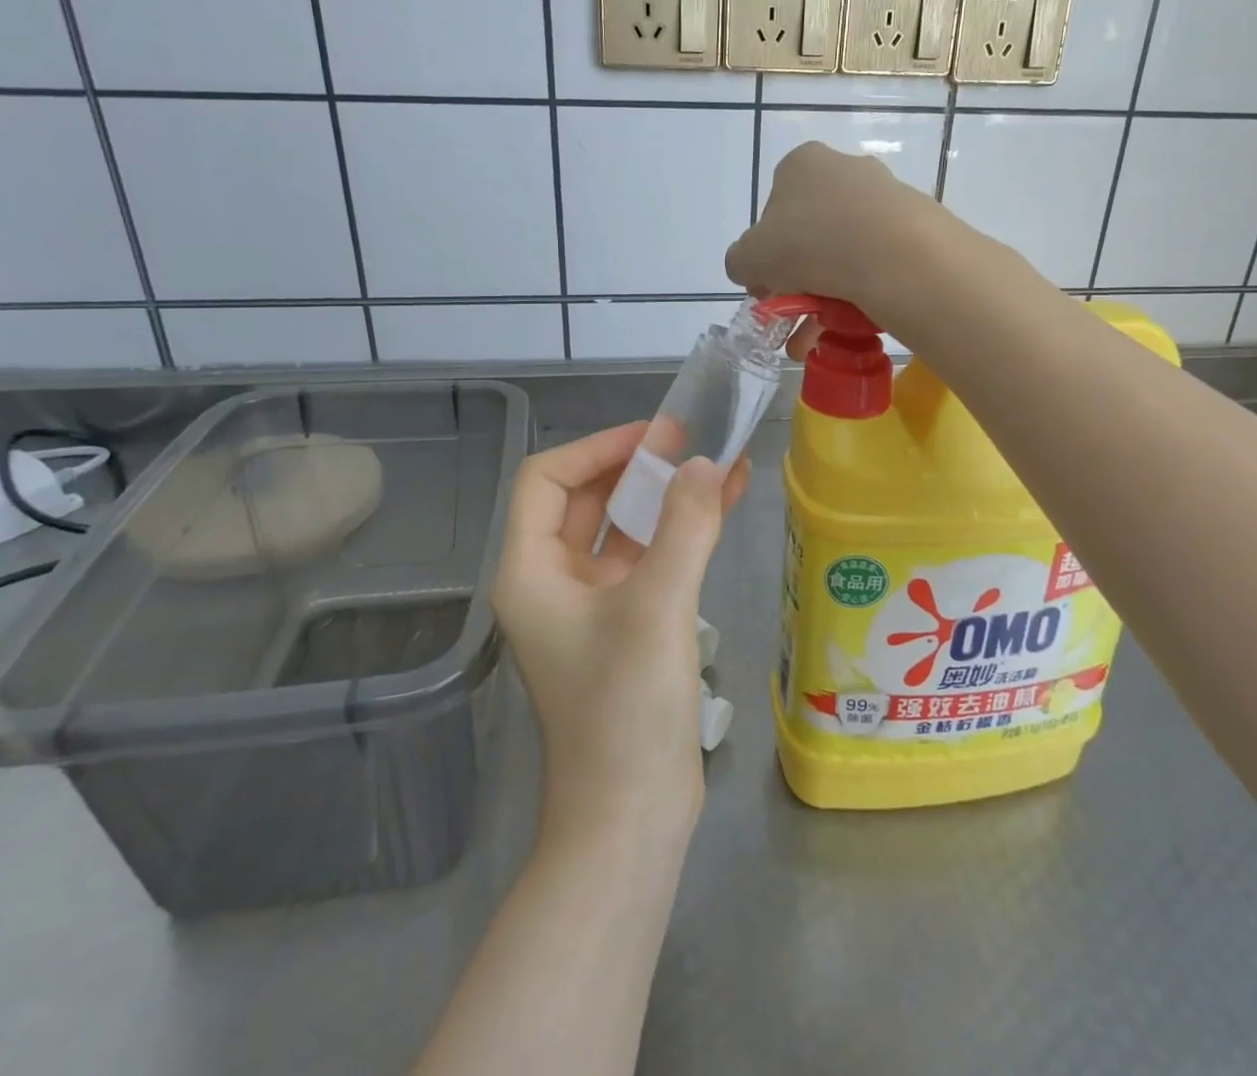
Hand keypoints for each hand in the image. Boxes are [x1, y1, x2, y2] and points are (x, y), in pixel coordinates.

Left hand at [491, 423, 749, 840]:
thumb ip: (685, 527)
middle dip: (635, 466)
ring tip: (716, 463)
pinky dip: (683, 533)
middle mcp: (552, 581)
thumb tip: (705, 463)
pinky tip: (725, 506)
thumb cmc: (625, 709)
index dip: (597, 448)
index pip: (546, 480)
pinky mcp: (627, 626)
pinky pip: (651, 561)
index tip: (655, 437)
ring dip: (666, 497)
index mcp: (531, 571)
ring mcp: (591, 605)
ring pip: (624, 529)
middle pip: (585, 500)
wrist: (631, 818)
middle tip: (688, 440)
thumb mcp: (657, 607)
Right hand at [724, 141, 942, 331]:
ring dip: (829, 295)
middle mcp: (846, 169)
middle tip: (794, 317)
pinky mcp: (917, 222)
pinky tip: (856, 322)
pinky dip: (864, 290)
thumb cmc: (810, 243)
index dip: (766, 254)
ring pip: (846, 251)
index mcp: (803, 164)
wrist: (896, 254)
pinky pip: (880, 260)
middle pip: (812, 233)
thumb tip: (751, 270)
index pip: (773, 211)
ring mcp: (886, 194)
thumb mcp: (749, 258)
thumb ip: (740, 262)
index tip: (769, 288)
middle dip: (800, 281)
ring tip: (822, 337)